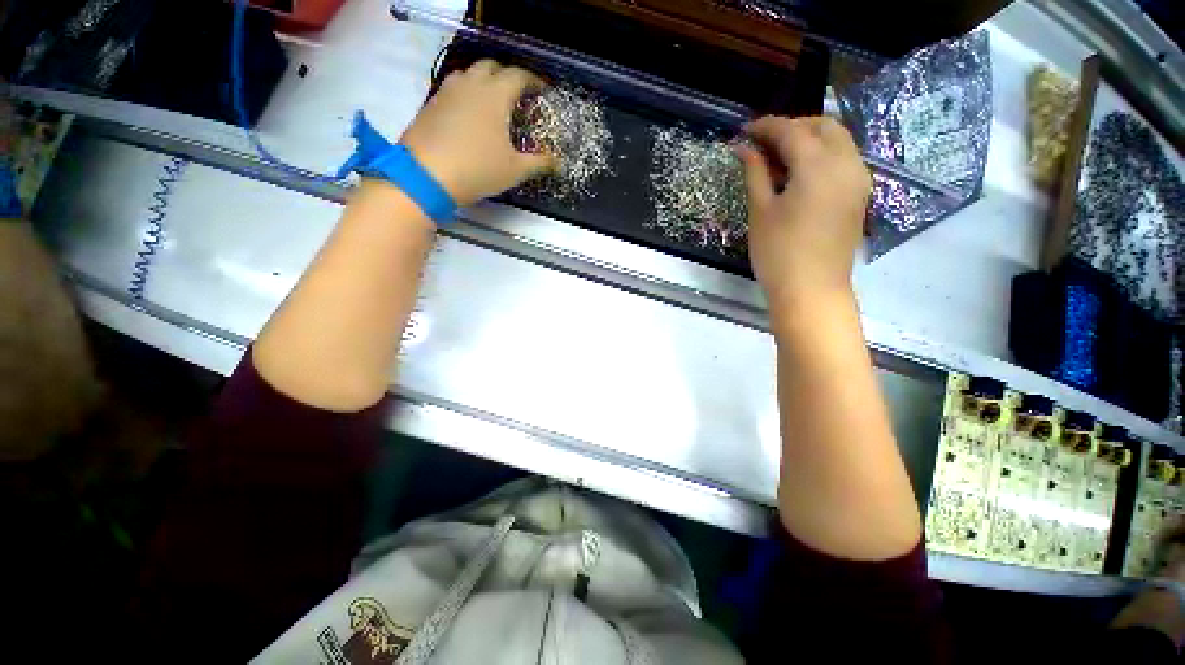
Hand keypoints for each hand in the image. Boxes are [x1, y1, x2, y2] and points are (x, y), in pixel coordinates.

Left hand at [400, 60, 555, 206]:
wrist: (427, 175)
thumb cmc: (479, 169)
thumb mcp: (515, 170)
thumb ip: (540, 163)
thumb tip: (559, 163)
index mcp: (495, 95)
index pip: (518, 75)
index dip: (533, 80)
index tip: (542, 90)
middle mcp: (470, 84)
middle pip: (491, 67)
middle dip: (507, 76)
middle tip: (518, 94)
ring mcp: (447, 91)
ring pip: (469, 74)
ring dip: (484, 81)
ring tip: (493, 102)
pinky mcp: (431, 103)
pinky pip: (453, 88)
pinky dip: (467, 93)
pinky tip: (470, 115)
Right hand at [737, 116, 870, 312]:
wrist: (812, 290)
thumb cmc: (778, 252)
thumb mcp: (760, 211)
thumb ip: (754, 173)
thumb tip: (743, 148)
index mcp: (818, 165)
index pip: (791, 130)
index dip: (766, 127)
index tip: (745, 130)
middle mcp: (846, 163)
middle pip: (823, 126)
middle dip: (793, 127)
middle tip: (764, 143)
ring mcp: (858, 180)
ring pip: (838, 141)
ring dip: (810, 139)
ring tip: (780, 158)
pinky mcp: (859, 196)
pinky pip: (844, 160)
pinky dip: (823, 156)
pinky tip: (801, 174)